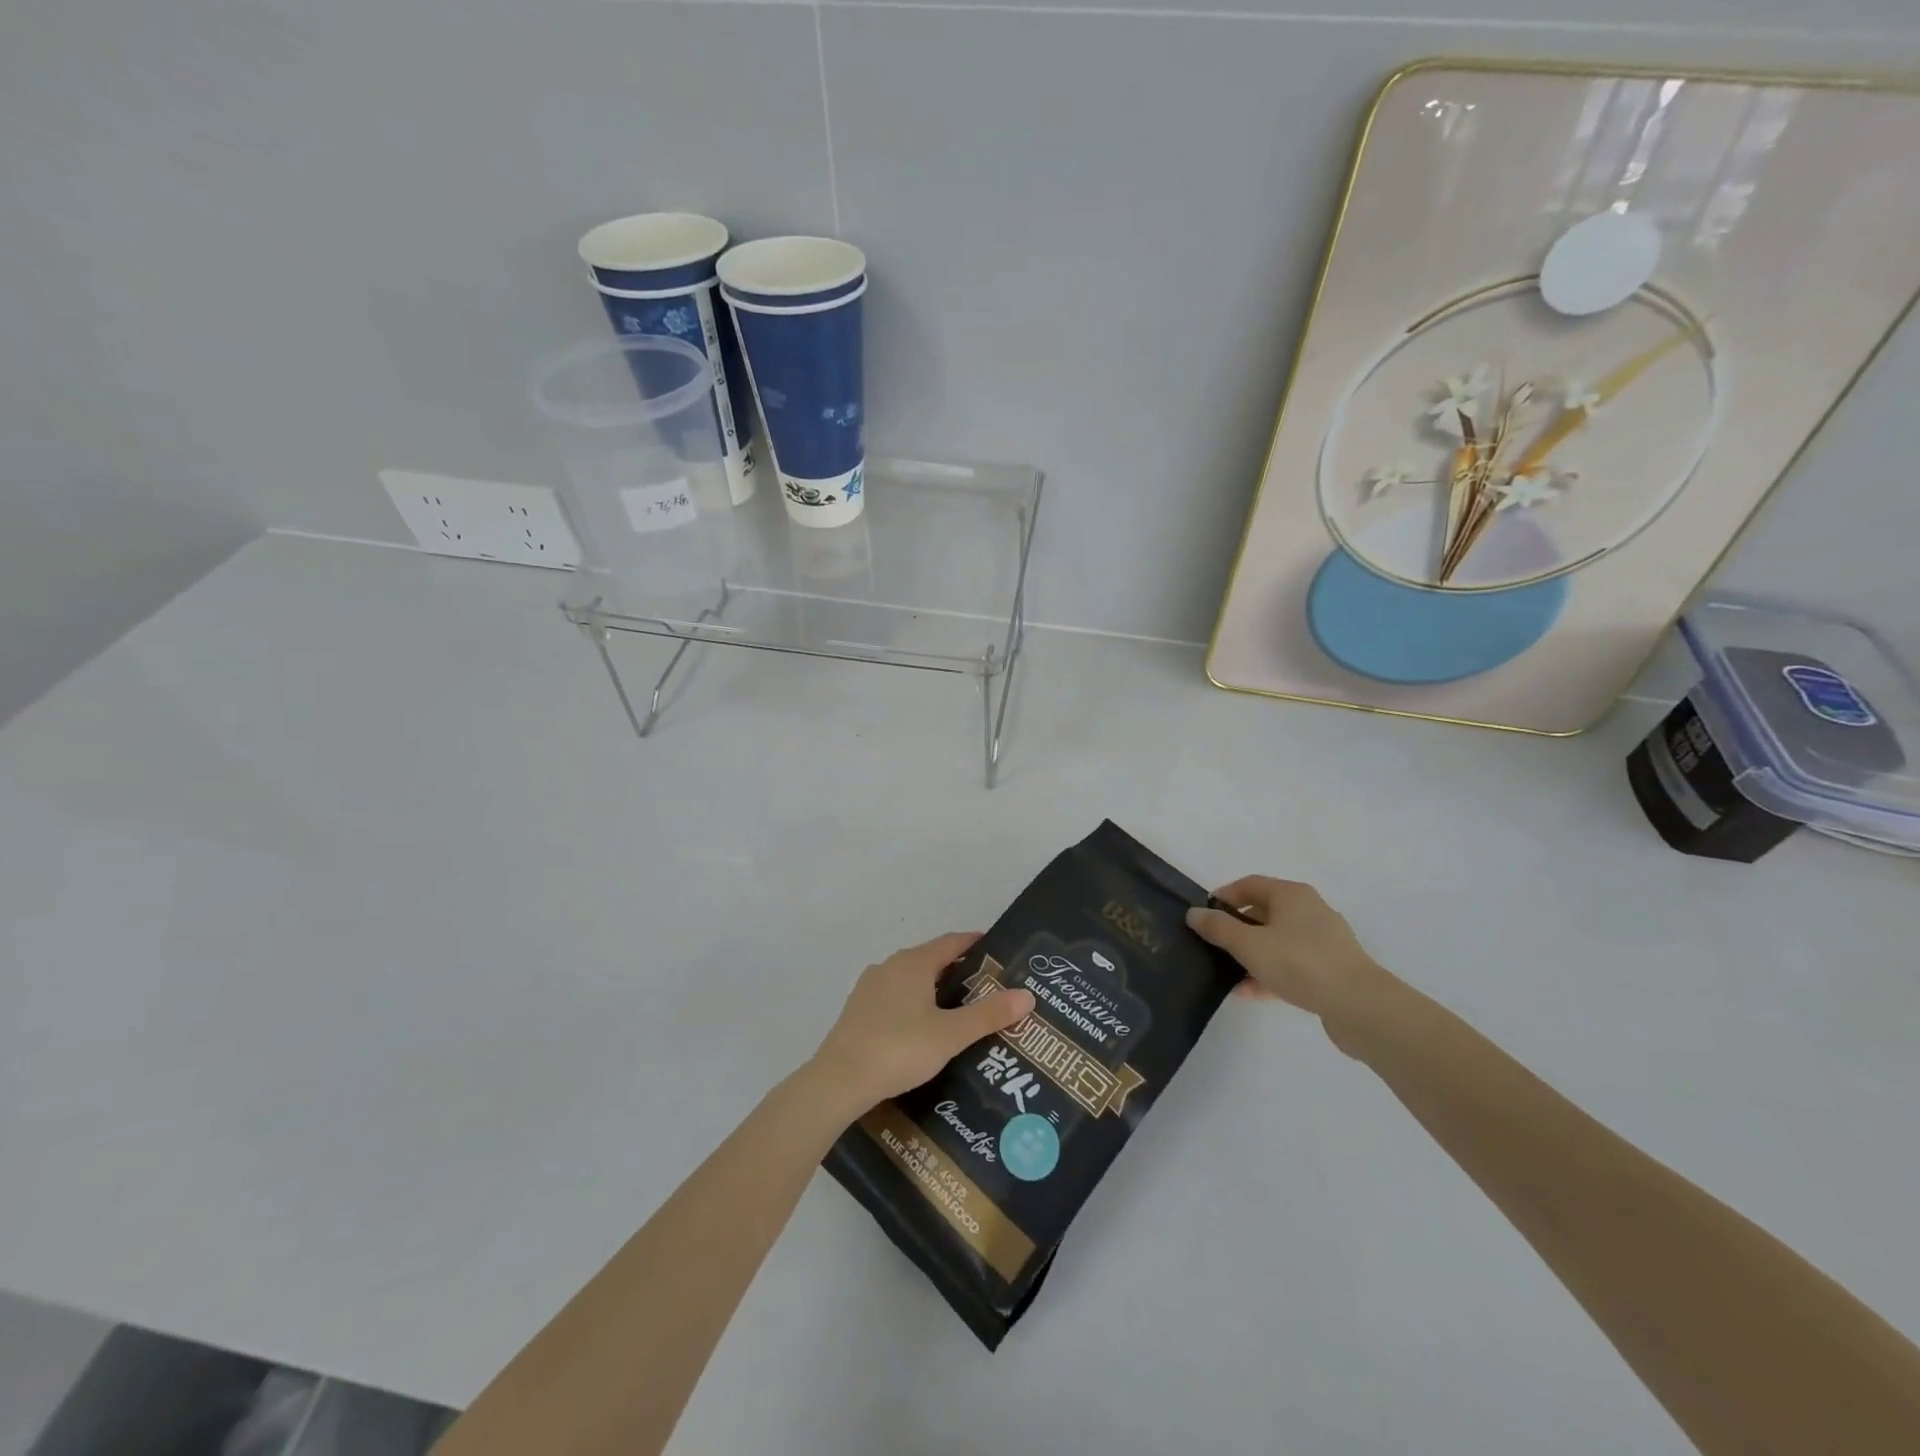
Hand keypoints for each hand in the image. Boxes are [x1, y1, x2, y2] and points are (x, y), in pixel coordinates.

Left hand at [807, 933, 1035, 1116]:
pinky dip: (913, 1004)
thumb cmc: (899, 1049)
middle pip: (931, 959)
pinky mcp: (857, 1010)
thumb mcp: (950, 1034)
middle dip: (958, 969)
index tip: (996, 950)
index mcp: (914, 963)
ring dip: (934, 988)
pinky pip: (894, 997)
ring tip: (958, 1010)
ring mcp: (870, 987)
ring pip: (911, 979)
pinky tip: (922, 1028)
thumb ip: (988, 1015)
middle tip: (986, 987)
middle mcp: (890, 965)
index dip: (974, 943)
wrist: (838, 1080)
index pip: (951, 942)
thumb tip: (1027, 995)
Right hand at [1186, 877, 1394, 1029]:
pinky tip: (1250, 992)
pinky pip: (1292, 964)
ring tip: (1227, 974)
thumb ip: (1218, 928)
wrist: (1360, 1006)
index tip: (1203, 916)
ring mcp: (1323, 941)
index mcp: (1292, 894)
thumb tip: (1194, 913)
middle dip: (1236, 928)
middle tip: (1212, 945)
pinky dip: (1270, 973)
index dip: (1223, 897)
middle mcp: (1309, 910)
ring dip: (1251, 955)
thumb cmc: (1300, 963)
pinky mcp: (1331, 969)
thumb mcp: (1249, 944)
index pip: (1249, 884)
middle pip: (1263, 912)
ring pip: (1277, 941)